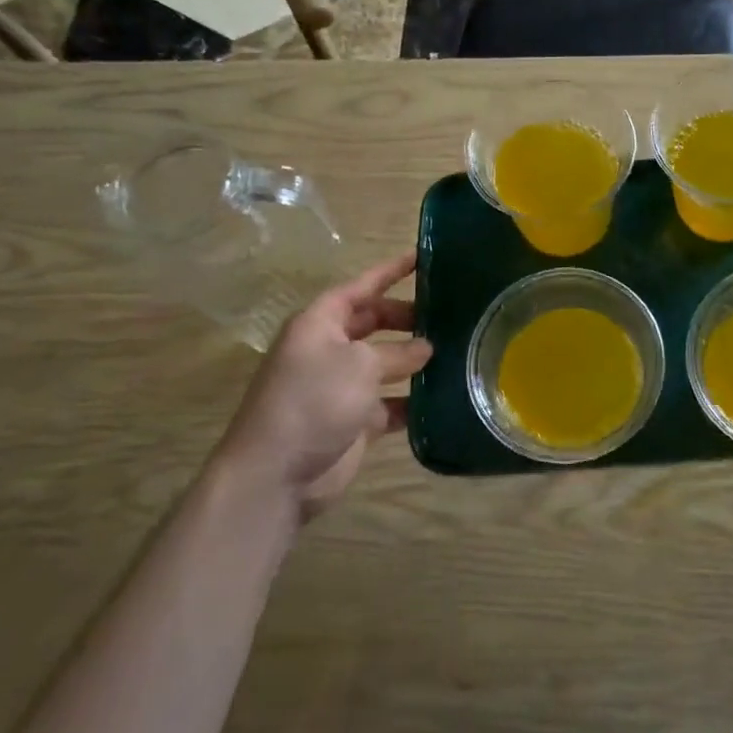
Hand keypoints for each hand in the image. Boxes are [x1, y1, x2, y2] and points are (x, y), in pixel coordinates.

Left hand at [217, 251, 432, 521]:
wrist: (276, 475)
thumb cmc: (314, 401)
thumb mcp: (360, 365)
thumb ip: (397, 351)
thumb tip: (425, 348)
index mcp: (320, 324)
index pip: (360, 286)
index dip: (390, 271)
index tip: (423, 257)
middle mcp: (329, 350)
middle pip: (374, 323)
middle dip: (407, 318)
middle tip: (449, 316)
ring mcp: (340, 387)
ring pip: (385, 364)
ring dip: (415, 361)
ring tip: (457, 352)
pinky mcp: (353, 420)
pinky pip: (390, 402)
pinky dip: (412, 400)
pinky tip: (444, 398)